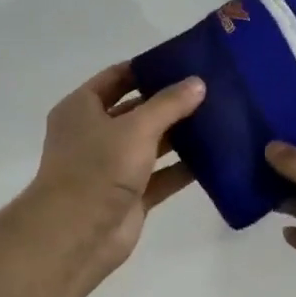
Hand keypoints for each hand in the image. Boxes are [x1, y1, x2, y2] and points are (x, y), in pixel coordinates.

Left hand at [28, 62, 205, 284]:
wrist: (77, 235)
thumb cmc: (98, 168)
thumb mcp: (136, 127)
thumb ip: (169, 104)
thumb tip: (198, 83)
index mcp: (81, 109)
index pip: (117, 78)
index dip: (147, 68)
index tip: (183, 61)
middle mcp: (94, 134)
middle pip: (137, 111)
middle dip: (170, 102)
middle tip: (210, 89)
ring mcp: (112, 167)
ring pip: (151, 144)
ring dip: (180, 135)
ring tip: (219, 118)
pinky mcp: (131, 196)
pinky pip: (162, 176)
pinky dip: (183, 168)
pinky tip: (215, 157)